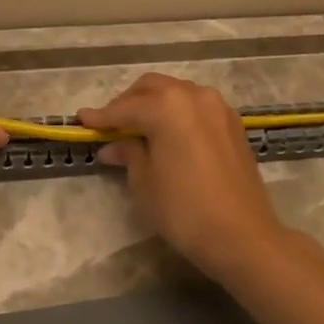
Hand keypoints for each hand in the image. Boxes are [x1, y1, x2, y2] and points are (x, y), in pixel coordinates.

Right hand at [77, 74, 292, 284]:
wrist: (241, 235)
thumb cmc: (184, 210)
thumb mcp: (144, 182)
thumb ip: (128, 154)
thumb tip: (113, 146)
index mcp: (167, 106)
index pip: (124, 108)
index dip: (101, 116)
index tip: (82, 120)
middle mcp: (193, 96)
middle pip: (152, 88)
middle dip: (128, 103)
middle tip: (111, 125)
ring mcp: (218, 107)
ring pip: (177, 93)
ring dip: (154, 104)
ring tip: (138, 129)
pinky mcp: (232, 124)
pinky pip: (196, 107)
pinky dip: (177, 113)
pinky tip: (168, 134)